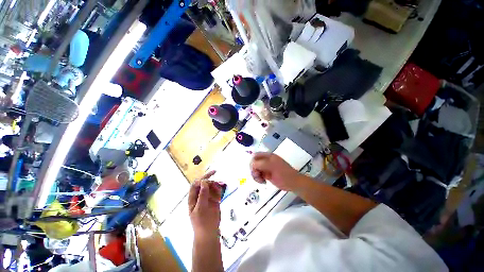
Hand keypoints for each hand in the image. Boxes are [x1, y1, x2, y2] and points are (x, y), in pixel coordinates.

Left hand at [189, 170, 221, 237]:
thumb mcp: (201, 209)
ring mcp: (207, 198)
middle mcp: (199, 196)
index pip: (195, 184)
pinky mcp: (214, 200)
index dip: (201, 179)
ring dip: (215, 185)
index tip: (209, 178)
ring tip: (219, 190)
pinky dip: (218, 190)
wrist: (209, 234)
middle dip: (209, 179)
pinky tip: (220, 195)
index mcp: (193, 198)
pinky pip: (216, 191)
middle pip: (203, 183)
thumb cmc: (202, 223)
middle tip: (215, 173)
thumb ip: (202, 195)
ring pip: (211, 186)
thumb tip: (204, 181)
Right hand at [250, 152, 301, 191]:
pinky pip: (258, 175)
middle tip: (257, 176)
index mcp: (268, 156)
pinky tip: (263, 181)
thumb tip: (252, 164)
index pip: (255, 156)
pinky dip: (258, 178)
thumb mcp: (272, 167)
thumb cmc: (284, 174)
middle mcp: (266, 161)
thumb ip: (261, 164)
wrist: (293, 183)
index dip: (253, 162)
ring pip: (255, 169)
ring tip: (261, 180)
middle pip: (254, 163)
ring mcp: (266, 168)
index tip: (254, 170)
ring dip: (255, 175)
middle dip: (253, 169)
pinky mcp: (266, 174)